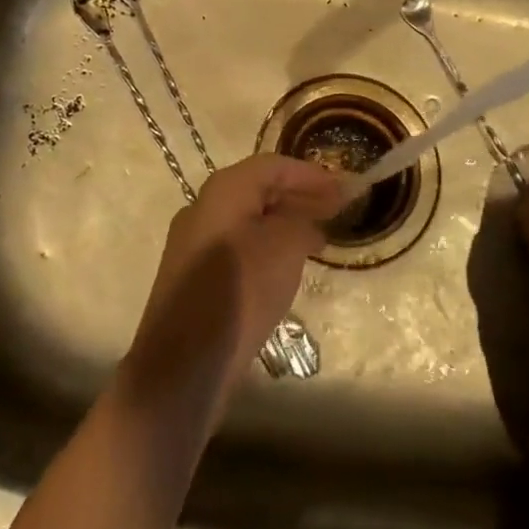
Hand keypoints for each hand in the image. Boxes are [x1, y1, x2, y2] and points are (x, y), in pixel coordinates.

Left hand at [123, 154, 342, 416]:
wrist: (184, 363)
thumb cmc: (240, 291)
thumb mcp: (285, 247)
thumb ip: (302, 221)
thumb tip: (307, 220)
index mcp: (223, 190)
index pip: (274, 166)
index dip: (311, 174)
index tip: (344, 187)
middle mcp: (203, 206)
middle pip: (258, 189)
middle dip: (299, 196)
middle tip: (337, 209)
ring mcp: (193, 242)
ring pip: (248, 220)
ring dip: (284, 222)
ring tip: (319, 237)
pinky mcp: (193, 275)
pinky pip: (237, 246)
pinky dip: (266, 246)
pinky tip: (288, 266)